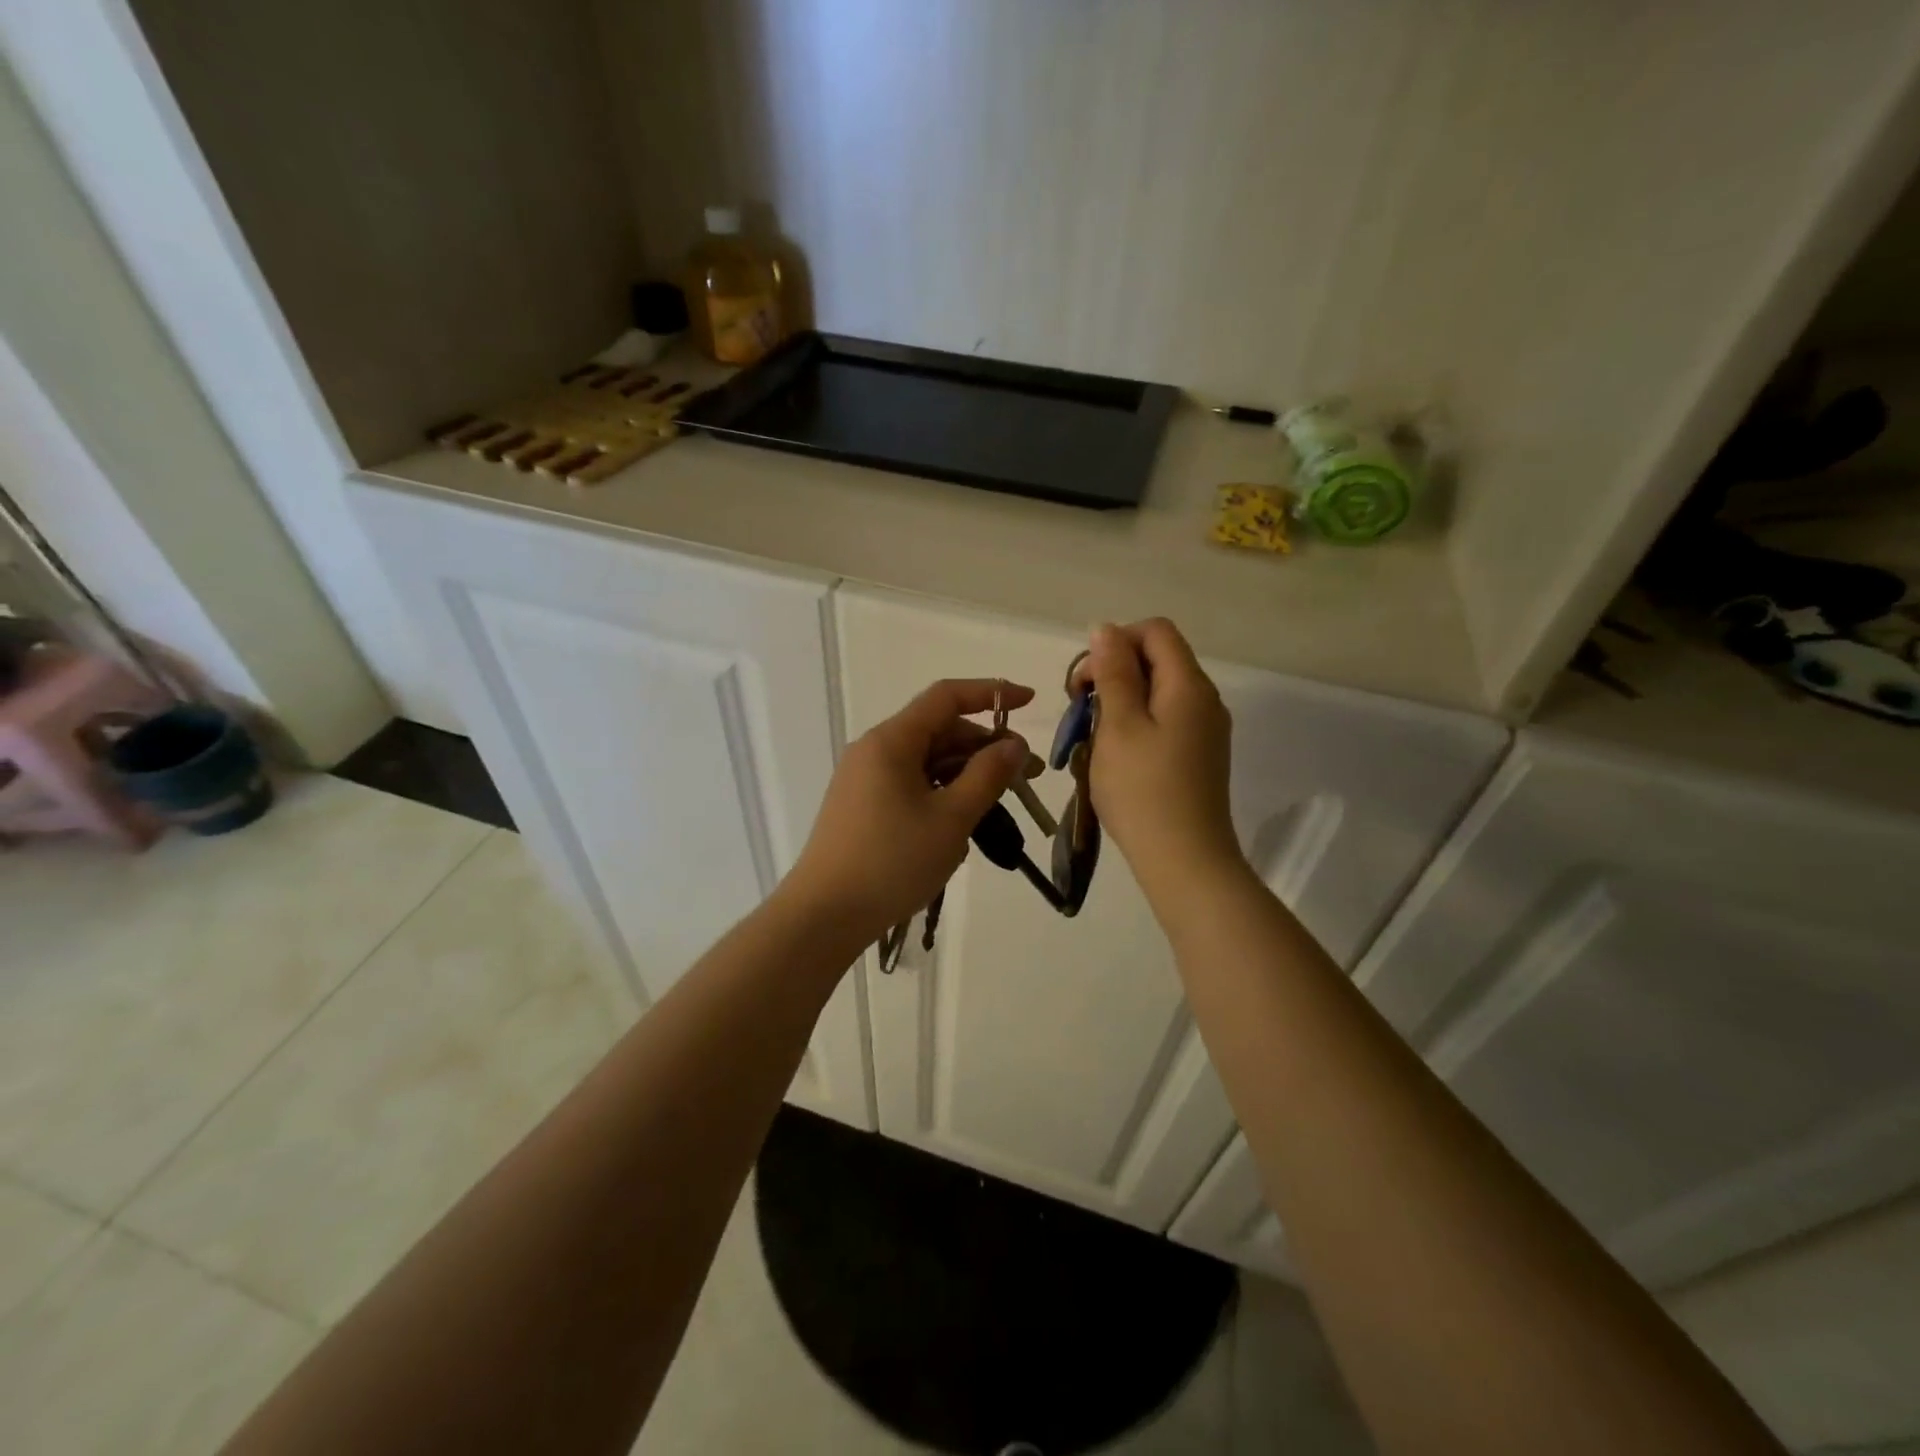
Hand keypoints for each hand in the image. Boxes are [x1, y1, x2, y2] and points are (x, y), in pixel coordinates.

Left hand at [784, 678, 1033, 940]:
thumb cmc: (892, 862)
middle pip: (938, 731)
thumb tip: (1014, 744)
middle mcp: (874, 750)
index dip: (991, 693)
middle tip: (1025, 777)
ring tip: (999, 807)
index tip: (1029, 702)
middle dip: (984, 748)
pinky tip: (960, 826)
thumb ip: (988, 775)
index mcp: (891, 741)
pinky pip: (910, 786)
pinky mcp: (862, 807)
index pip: (947, 697)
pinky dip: (941, 795)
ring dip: (965, 776)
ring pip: (926, 762)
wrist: (824, 916)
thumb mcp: (951, 818)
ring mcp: (865, 780)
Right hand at [1077, 620, 1243, 903]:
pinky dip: (1135, 726)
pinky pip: (1164, 721)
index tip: (1084, 682)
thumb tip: (1106, 628)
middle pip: (1157, 660)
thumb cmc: (1143, 790)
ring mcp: (1205, 730)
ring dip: (1120, 704)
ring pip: (1157, 693)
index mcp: (1188, 685)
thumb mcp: (1119, 725)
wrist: (1185, 861)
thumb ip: (1113, 672)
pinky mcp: (1199, 756)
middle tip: (1081, 713)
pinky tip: (1116, 759)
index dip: (1115, 642)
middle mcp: (1204, 699)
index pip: (1155, 631)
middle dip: (1113, 674)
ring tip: (1094, 740)